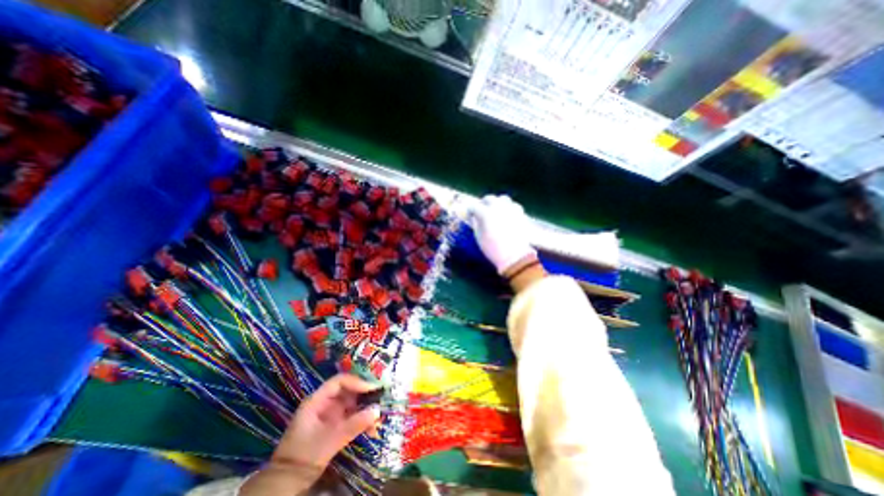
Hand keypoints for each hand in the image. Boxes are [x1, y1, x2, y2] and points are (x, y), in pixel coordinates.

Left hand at [240, 374, 380, 493]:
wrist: (286, 483)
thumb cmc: (305, 455)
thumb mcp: (331, 439)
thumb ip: (354, 424)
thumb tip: (377, 411)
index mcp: (317, 400)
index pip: (339, 382)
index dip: (356, 381)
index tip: (372, 388)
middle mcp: (325, 403)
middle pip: (348, 391)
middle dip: (364, 395)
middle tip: (380, 399)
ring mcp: (329, 414)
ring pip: (352, 404)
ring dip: (365, 409)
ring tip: (378, 418)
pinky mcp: (334, 425)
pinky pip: (351, 417)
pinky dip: (361, 420)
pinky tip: (371, 429)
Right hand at [469, 193, 537, 274]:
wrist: (514, 256)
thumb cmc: (493, 249)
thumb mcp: (479, 237)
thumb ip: (475, 224)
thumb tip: (474, 217)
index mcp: (485, 213)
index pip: (474, 206)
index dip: (470, 210)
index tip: (469, 214)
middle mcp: (498, 207)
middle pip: (489, 198)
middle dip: (483, 203)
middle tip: (481, 211)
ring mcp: (510, 209)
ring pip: (502, 199)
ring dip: (497, 203)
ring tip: (495, 210)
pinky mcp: (520, 214)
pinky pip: (513, 205)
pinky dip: (508, 208)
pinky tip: (506, 214)